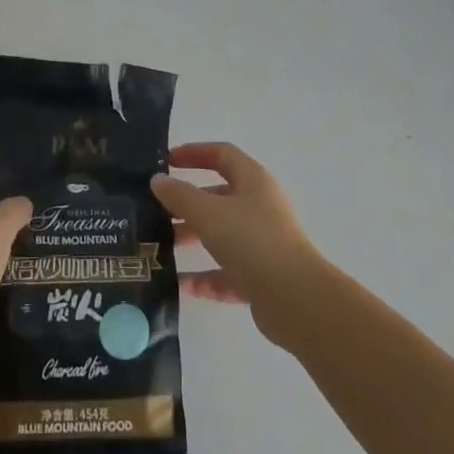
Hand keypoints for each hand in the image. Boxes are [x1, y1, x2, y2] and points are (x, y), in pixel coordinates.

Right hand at [152, 143, 326, 347]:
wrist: (296, 300)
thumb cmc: (252, 241)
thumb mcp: (209, 213)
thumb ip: (180, 195)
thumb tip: (158, 179)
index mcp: (253, 181)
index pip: (221, 154)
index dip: (194, 152)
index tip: (166, 161)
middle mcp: (260, 207)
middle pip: (219, 196)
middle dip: (187, 203)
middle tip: (157, 211)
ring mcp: (263, 242)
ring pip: (222, 234)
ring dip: (193, 238)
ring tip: (161, 249)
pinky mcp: (263, 276)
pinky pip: (229, 271)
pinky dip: (207, 276)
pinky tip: (183, 286)